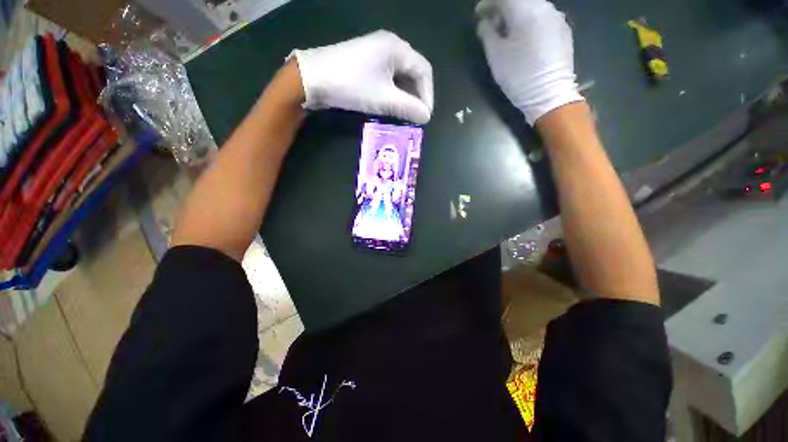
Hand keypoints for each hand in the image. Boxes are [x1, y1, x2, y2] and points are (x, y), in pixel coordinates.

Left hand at [291, 30, 433, 123]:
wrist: (313, 79)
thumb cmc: (352, 85)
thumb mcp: (384, 99)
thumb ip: (408, 107)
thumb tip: (426, 117)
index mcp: (397, 48)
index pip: (424, 71)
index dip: (427, 95)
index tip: (425, 116)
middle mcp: (389, 46)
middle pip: (412, 73)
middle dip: (416, 96)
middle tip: (415, 117)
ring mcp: (376, 53)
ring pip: (399, 77)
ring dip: (405, 97)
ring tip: (404, 115)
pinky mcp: (366, 63)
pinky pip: (387, 78)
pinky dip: (393, 93)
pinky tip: (391, 106)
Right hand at [476, 0, 583, 124]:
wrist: (550, 96)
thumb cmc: (519, 77)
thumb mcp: (496, 57)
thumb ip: (487, 34)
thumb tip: (484, 22)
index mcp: (527, 11)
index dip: (488, 3)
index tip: (478, 15)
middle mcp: (545, 7)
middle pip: (519, 0)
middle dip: (502, 9)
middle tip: (491, 26)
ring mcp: (557, 18)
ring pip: (531, 7)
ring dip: (516, 15)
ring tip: (506, 35)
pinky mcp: (563, 30)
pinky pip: (542, 17)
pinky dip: (528, 21)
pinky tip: (523, 39)